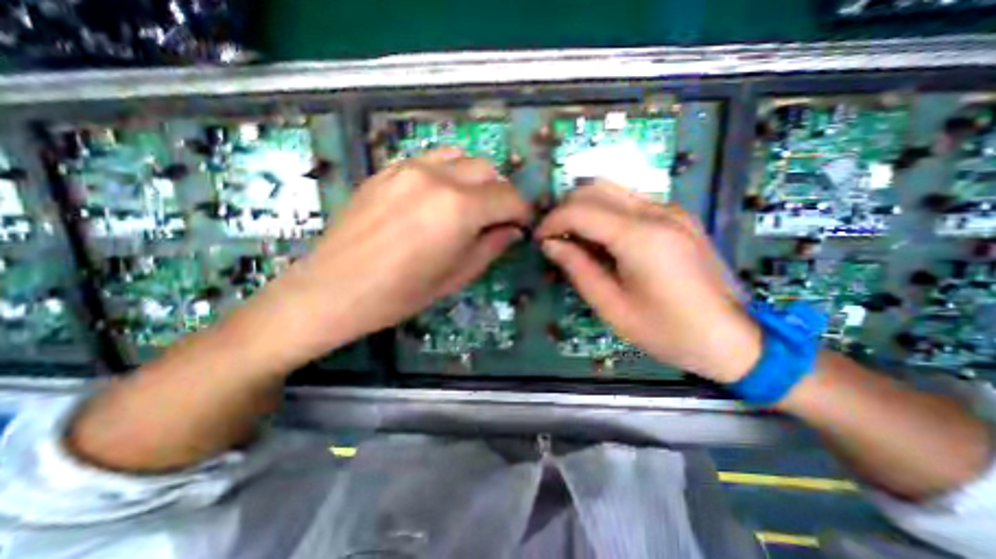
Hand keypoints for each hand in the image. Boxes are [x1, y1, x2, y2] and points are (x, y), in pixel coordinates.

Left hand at [228, 147, 533, 367]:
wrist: (335, 288)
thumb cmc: (401, 293)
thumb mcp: (457, 276)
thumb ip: (491, 246)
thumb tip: (512, 230)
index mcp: (459, 209)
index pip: (508, 198)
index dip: (522, 212)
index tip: (522, 225)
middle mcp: (438, 178)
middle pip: (488, 170)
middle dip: (501, 194)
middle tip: (497, 218)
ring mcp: (409, 168)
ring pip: (461, 157)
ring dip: (476, 179)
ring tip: (470, 204)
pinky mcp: (388, 169)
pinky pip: (431, 160)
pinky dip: (448, 173)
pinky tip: (440, 197)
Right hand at [536, 181, 763, 381]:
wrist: (732, 338)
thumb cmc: (667, 331)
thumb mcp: (612, 307)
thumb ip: (578, 268)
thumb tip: (550, 243)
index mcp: (641, 237)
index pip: (581, 210)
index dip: (552, 221)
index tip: (539, 239)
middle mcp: (658, 212)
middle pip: (595, 189)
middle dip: (565, 209)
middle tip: (553, 237)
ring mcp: (672, 210)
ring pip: (612, 190)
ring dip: (584, 208)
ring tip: (573, 237)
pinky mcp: (677, 216)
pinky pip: (630, 202)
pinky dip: (605, 212)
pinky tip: (601, 239)